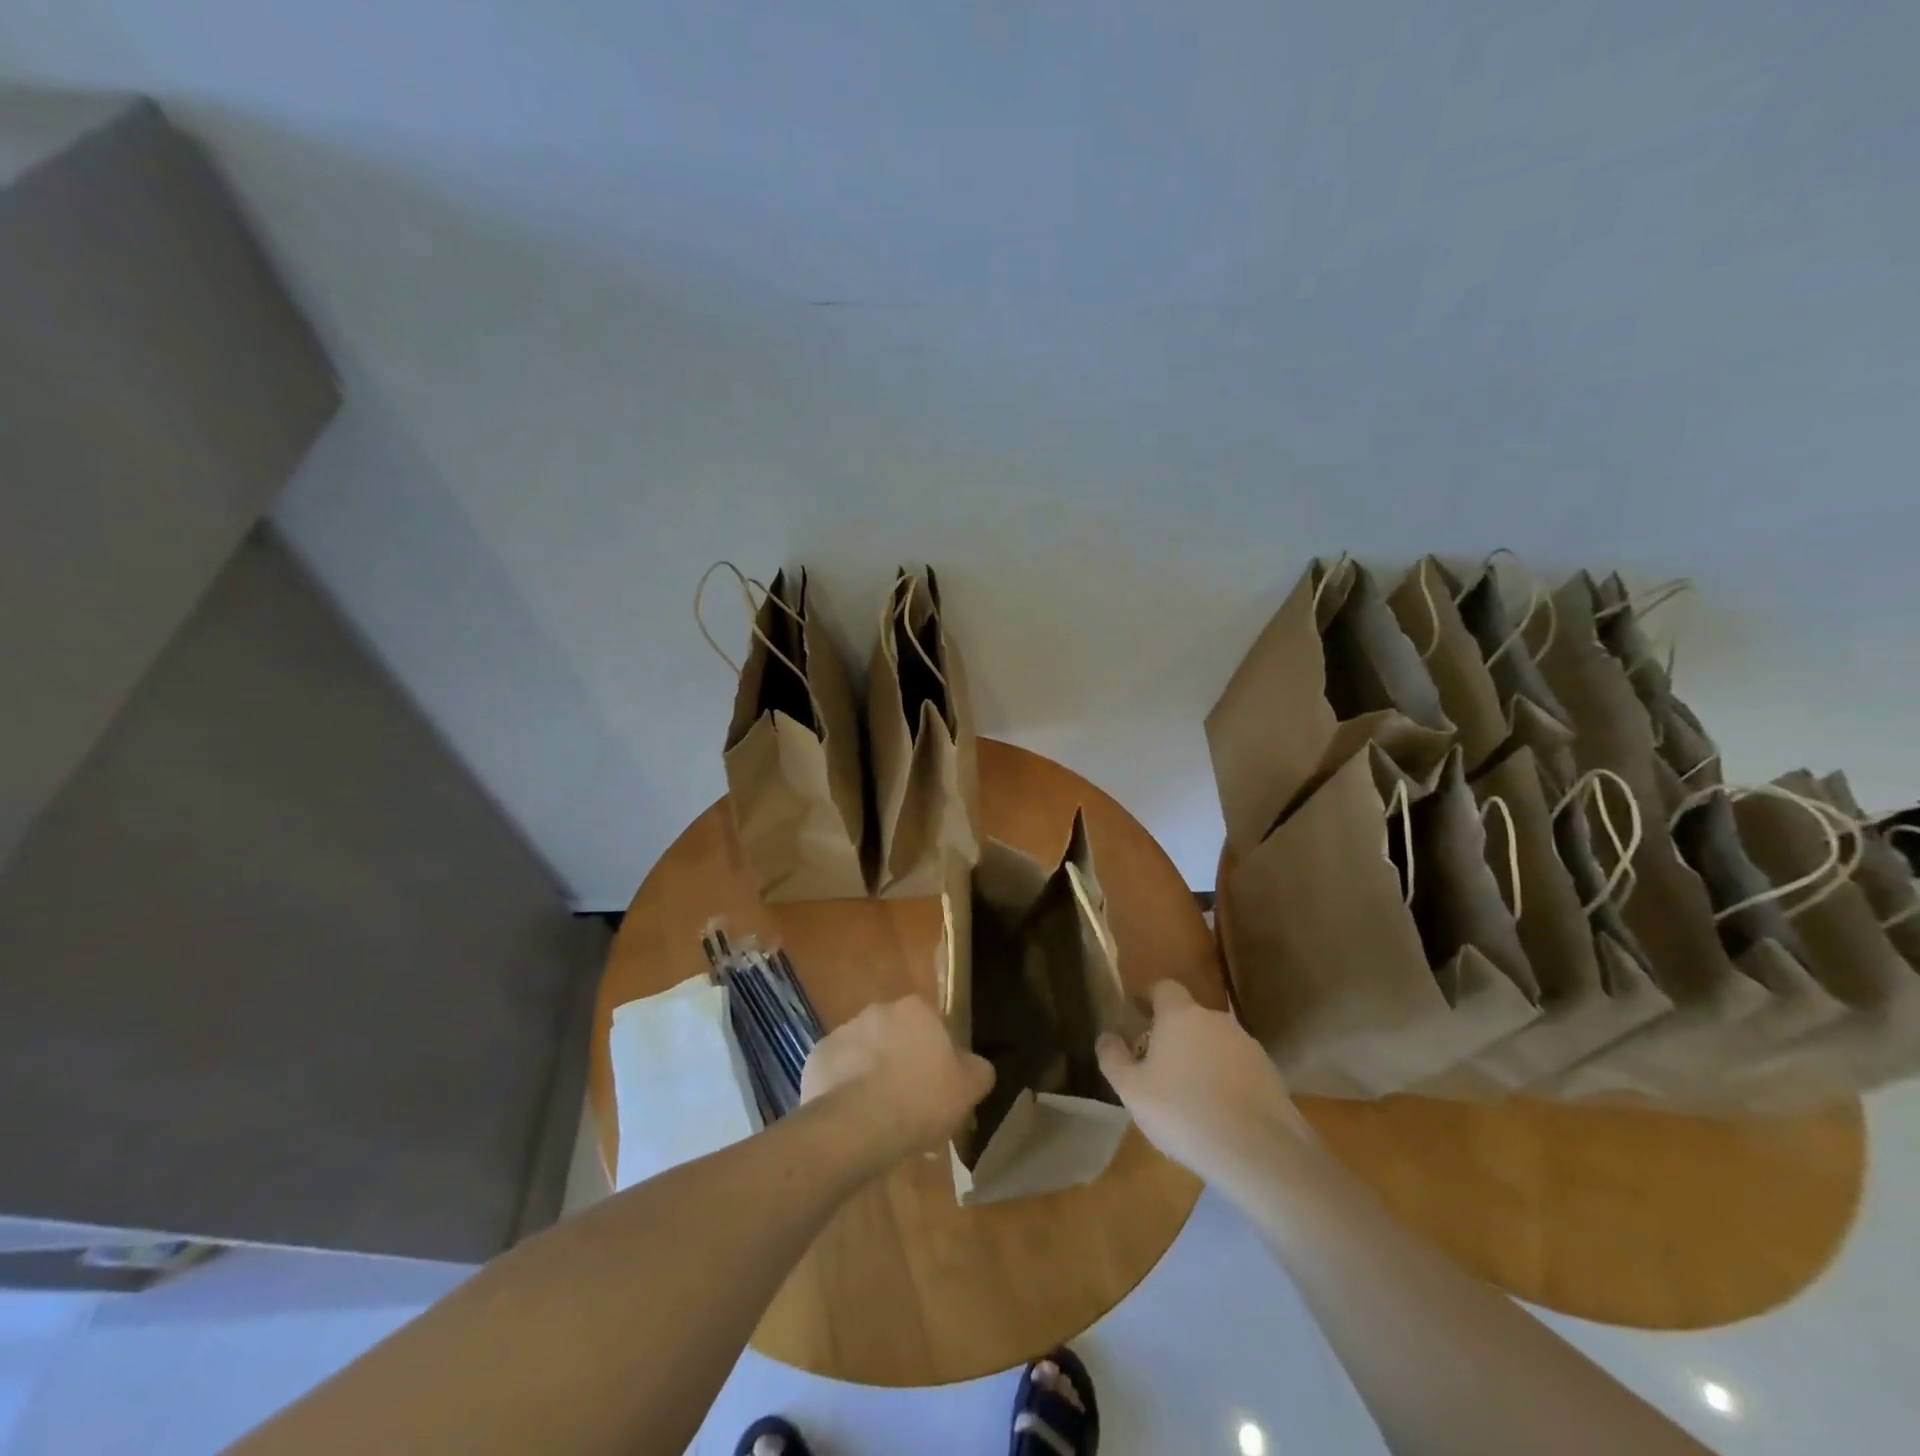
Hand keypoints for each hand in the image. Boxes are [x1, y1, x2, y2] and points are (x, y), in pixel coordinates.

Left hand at [801, 994, 994, 1167]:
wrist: (858, 1125)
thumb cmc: (921, 1100)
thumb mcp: (968, 1089)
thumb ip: (977, 1070)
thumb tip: (975, 1065)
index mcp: (916, 1009)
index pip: (931, 1024)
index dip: (935, 1055)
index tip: (937, 1085)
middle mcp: (877, 1010)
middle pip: (895, 1036)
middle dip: (901, 1062)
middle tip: (909, 1104)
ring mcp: (843, 1032)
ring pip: (865, 1053)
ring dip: (872, 1075)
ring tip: (880, 1118)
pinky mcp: (817, 1058)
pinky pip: (837, 1073)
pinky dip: (844, 1090)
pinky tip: (854, 1119)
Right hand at [1097, 981, 1301, 1186]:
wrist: (1259, 1151)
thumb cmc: (1183, 1112)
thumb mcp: (1132, 1090)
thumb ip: (1113, 1058)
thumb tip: (1106, 1036)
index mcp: (1180, 1015)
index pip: (1163, 988)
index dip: (1149, 997)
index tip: (1137, 1013)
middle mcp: (1216, 1020)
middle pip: (1190, 1017)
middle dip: (1174, 1034)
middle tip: (1159, 1064)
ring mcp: (1248, 1046)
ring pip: (1216, 1043)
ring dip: (1202, 1058)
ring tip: (1190, 1094)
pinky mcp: (1271, 1075)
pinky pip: (1238, 1069)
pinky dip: (1226, 1081)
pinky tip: (1219, 1113)